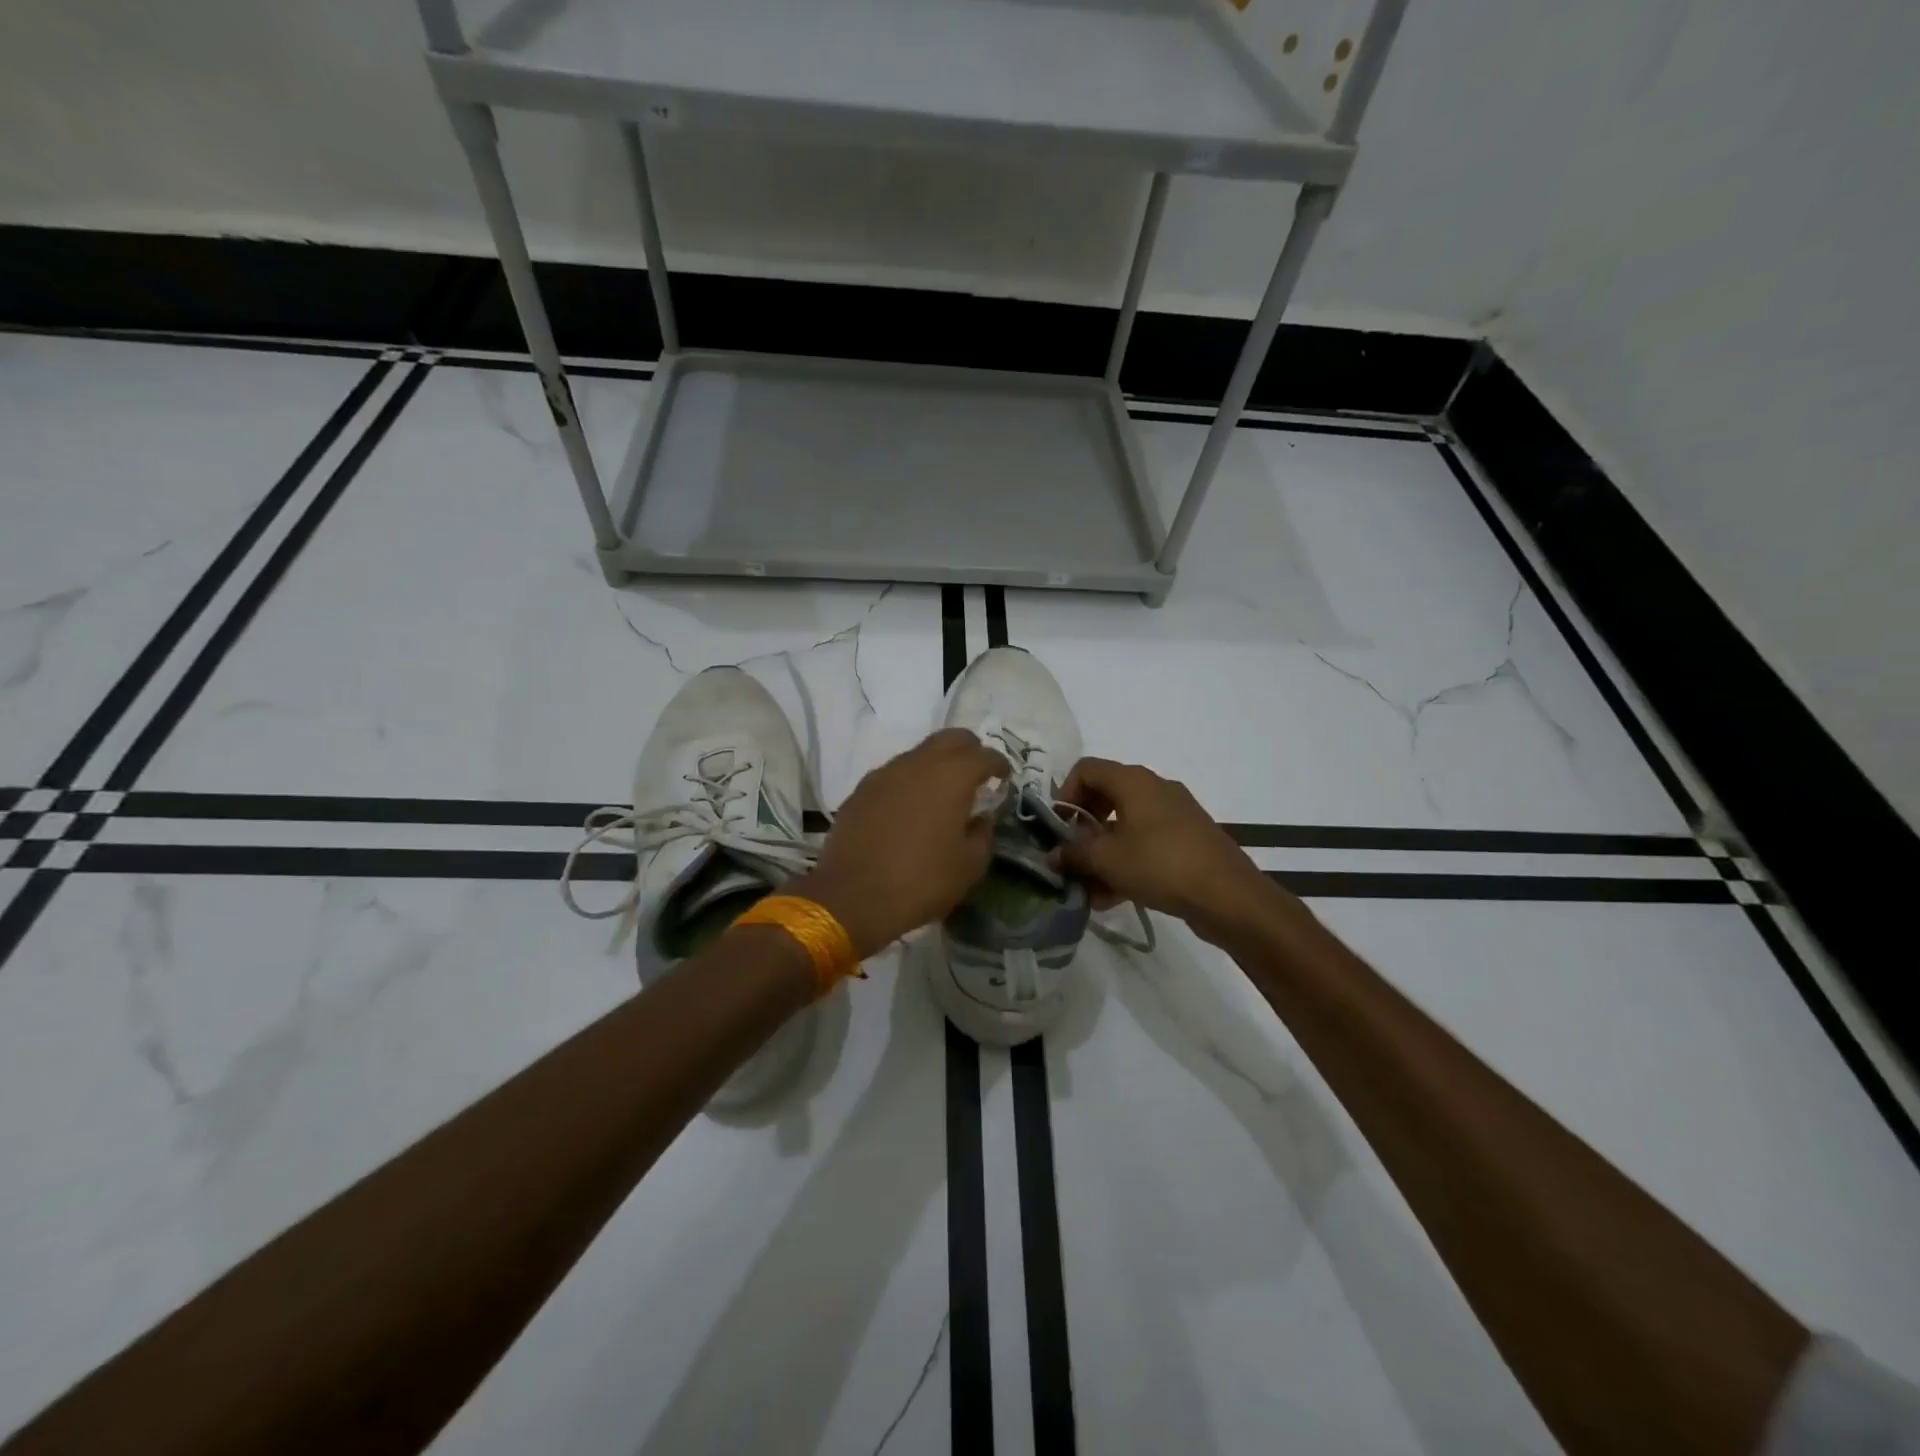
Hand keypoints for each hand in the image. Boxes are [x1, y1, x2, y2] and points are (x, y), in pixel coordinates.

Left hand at [790, 729, 1007, 959]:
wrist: (852, 897)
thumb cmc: (922, 881)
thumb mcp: (970, 866)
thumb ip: (983, 833)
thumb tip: (982, 818)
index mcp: (951, 777)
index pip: (984, 755)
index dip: (999, 765)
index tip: (1004, 778)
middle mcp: (917, 764)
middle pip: (950, 739)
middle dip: (969, 750)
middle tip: (976, 774)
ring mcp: (884, 774)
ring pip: (919, 754)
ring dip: (936, 765)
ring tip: (942, 794)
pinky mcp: (861, 790)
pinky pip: (894, 774)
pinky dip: (909, 782)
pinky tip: (910, 809)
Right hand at [1052, 757, 1284, 944]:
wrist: (1229, 896)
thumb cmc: (1161, 865)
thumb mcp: (1107, 860)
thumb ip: (1074, 854)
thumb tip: (1052, 855)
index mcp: (1134, 781)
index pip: (1086, 769)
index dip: (1065, 795)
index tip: (1058, 828)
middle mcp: (1154, 789)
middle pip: (1105, 796)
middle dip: (1082, 828)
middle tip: (1071, 856)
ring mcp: (1174, 815)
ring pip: (1125, 826)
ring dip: (1101, 853)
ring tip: (1087, 888)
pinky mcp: (1187, 840)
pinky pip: (1145, 844)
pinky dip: (1125, 862)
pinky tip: (1111, 897)